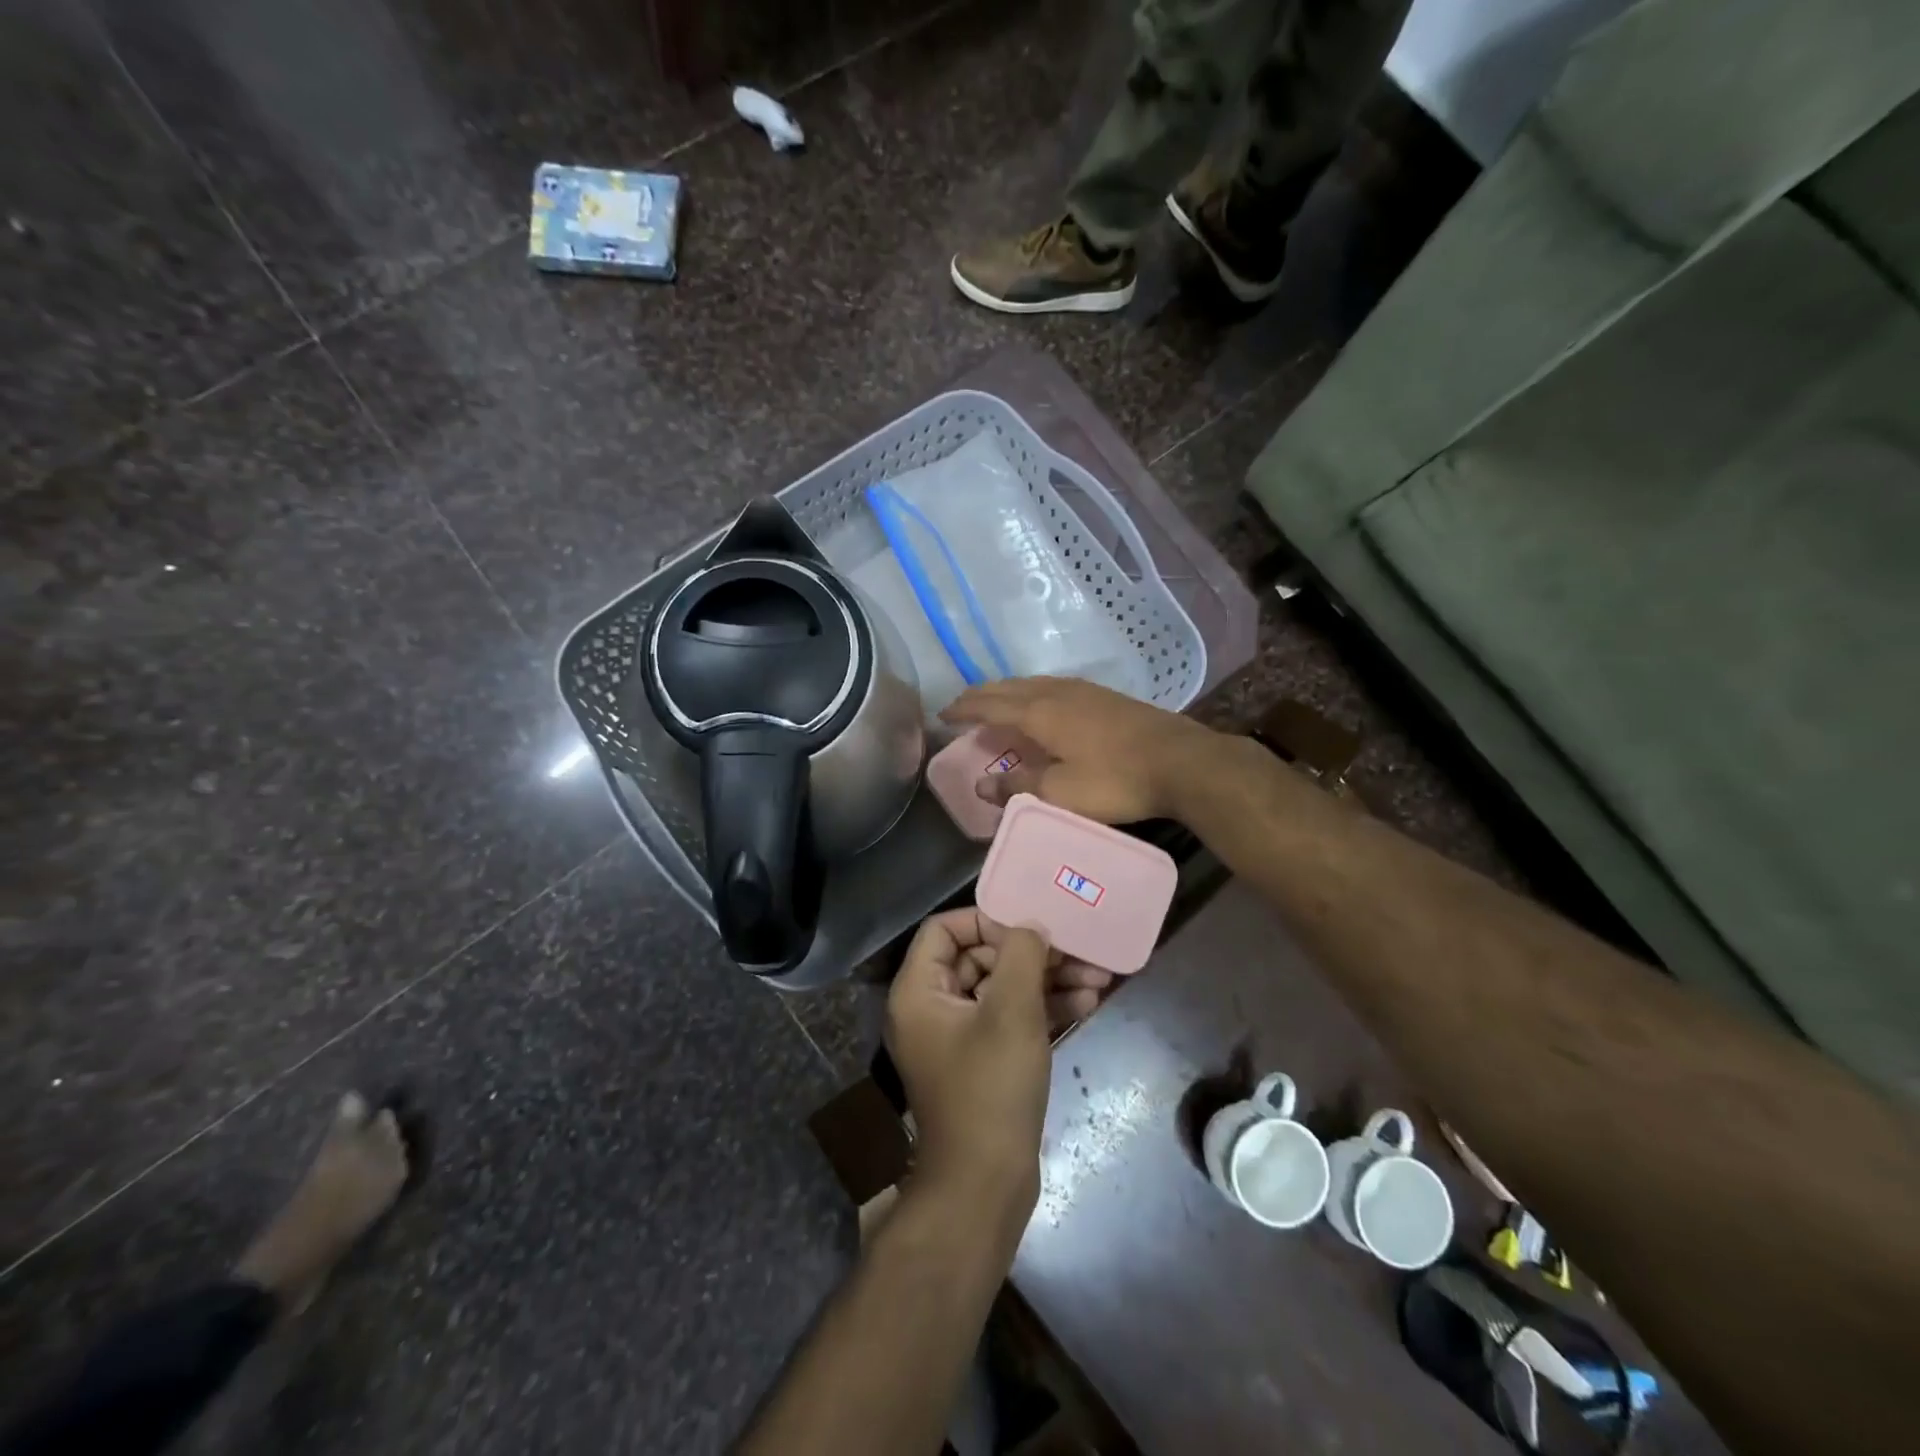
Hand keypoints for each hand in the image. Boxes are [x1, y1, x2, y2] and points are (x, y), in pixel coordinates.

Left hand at [886, 909, 1110, 1213]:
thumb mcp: (1011, 1012)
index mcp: (919, 991)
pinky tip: (1088, 1005)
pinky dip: (1044, 1009)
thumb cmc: (991, 1089)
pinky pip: (1011, 1019)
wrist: (986, 1186)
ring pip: (1003, 989)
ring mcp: (958, 1037)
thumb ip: (1022, 955)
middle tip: (1079, 951)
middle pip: (980, 957)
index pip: (945, 929)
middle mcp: (931, 1008)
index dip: (987, 920)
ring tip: (1098, 978)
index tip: (1030, 924)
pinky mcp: (983, 1061)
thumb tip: (1030, 925)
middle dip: (1032, 953)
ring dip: (1047, 980)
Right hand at [942, 677, 1217, 823]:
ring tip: (996, 703)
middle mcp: (1056, 692)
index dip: (963, 708)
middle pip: (1008, 687)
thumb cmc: (1115, 780)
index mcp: (1040, 712)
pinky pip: (1053, 686)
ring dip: (1007, 692)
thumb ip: (1017, 787)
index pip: (989, 704)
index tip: (942, 714)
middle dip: (981, 696)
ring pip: (1032, 683)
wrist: (1181, 761)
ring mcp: (1083, 690)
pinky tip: (1042, 704)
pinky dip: (1032, 693)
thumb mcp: (1060, 794)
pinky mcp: (1105, 696)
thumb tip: (981, 786)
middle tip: (962, 706)